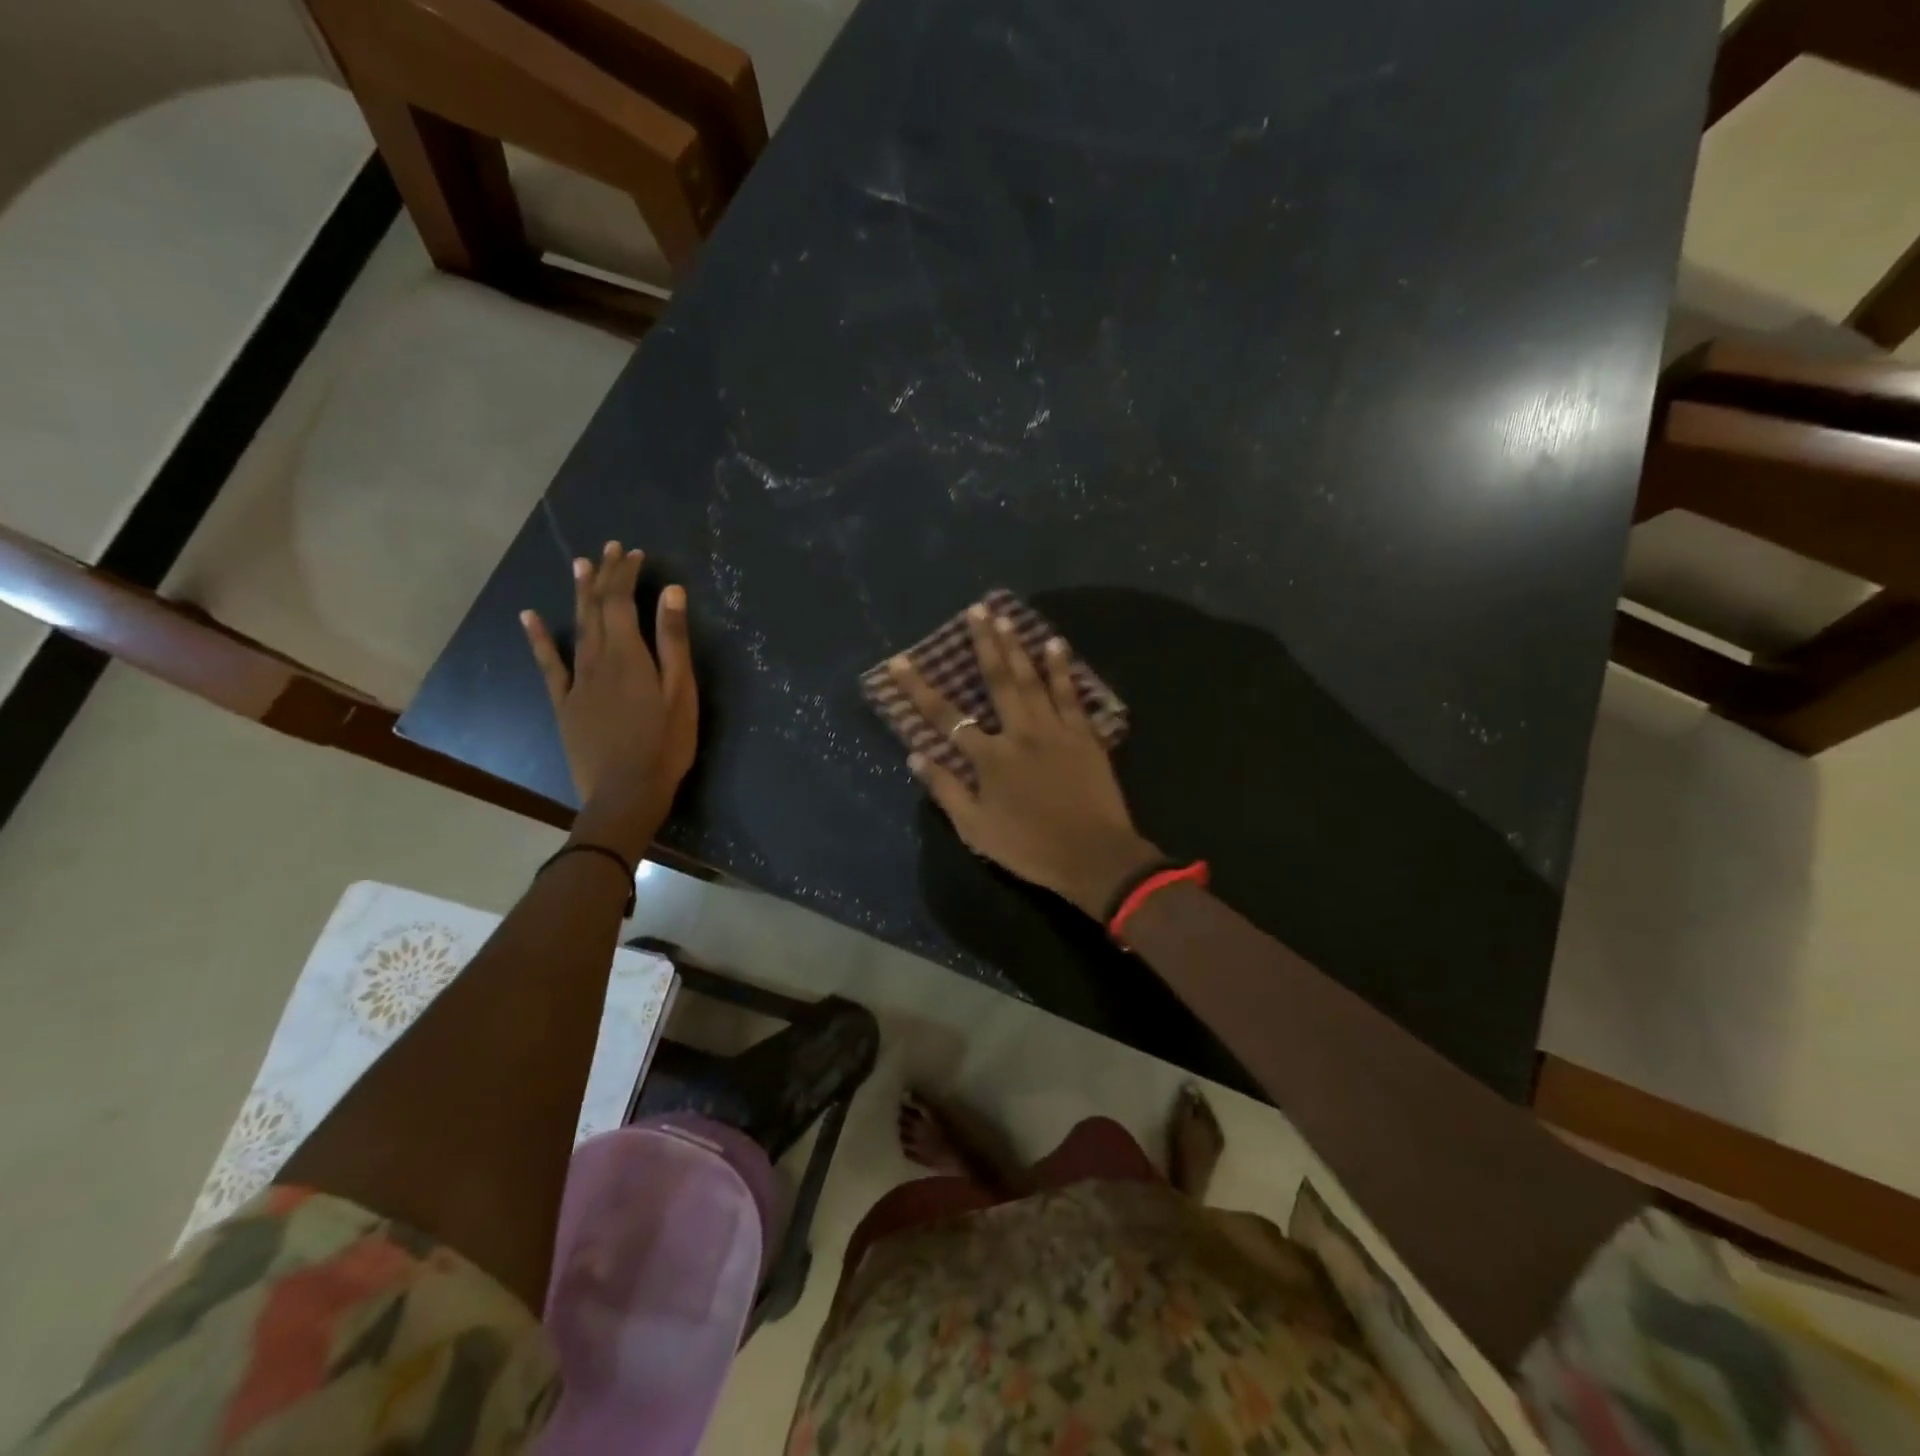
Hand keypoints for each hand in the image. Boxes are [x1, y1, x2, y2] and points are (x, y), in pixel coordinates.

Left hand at [522, 542, 696, 847]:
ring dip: (579, 594)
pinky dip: (539, 638)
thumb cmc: (664, 744)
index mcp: (629, 654)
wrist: (625, 792)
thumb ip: (673, 642)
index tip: (635, 553)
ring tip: (580, 565)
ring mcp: (577, 681)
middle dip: (603, 575)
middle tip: (609, 548)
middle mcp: (597, 658)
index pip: (622, 600)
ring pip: (576, 627)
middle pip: (597, 607)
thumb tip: (671, 593)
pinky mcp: (564, 702)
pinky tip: (530, 617)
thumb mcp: (680, 692)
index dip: (626, 574)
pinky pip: (549, 664)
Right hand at [890, 605, 1161, 917]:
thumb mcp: (976, 829)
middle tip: (976, 610)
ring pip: (1033, 680)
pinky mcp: (1084, 736)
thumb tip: (915, 755)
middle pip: (997, 681)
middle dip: (983, 644)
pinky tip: (1055, 644)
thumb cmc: (1029, 848)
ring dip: (1018, 647)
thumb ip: (945, 790)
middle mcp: (1019, 733)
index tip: (901, 661)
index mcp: (989, 758)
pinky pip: (1070, 695)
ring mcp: (1054, 730)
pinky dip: (1062, 669)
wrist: (1093, 857)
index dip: (919, 688)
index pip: (945, 716)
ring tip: (1006, 617)